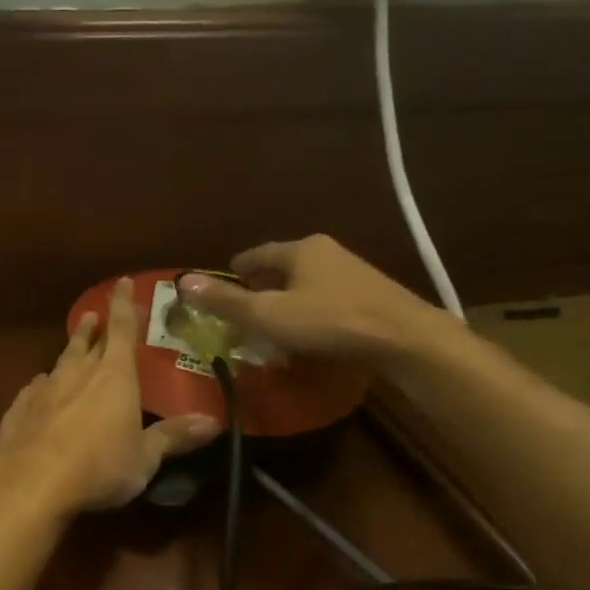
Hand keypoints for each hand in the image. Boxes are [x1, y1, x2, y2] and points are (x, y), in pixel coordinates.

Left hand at [0, 278, 220, 511]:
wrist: (31, 481)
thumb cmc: (99, 466)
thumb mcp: (144, 457)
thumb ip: (173, 437)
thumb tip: (212, 422)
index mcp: (114, 376)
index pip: (121, 330)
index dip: (123, 305)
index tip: (121, 283)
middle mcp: (77, 373)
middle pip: (87, 342)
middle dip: (93, 327)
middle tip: (94, 315)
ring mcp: (44, 389)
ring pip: (60, 361)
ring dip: (70, 350)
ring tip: (74, 343)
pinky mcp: (19, 408)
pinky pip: (35, 388)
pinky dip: (43, 384)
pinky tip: (40, 387)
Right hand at [177, 235, 457, 362]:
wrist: (406, 340)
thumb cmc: (329, 322)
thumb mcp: (268, 315)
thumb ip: (226, 301)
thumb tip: (183, 282)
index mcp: (300, 249)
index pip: (256, 254)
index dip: (234, 270)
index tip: (220, 284)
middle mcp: (327, 252)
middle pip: (282, 267)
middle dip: (260, 286)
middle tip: (240, 307)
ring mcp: (353, 273)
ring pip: (305, 283)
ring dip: (285, 300)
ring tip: (269, 324)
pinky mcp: (371, 296)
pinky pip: (326, 298)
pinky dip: (308, 311)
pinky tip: (306, 333)